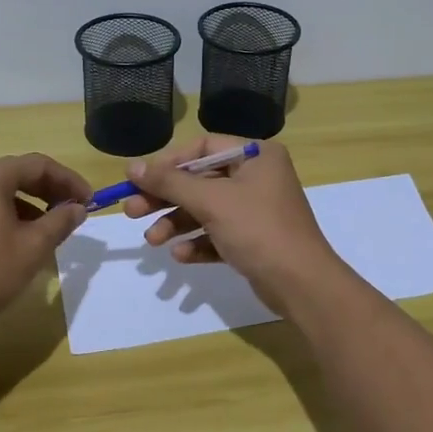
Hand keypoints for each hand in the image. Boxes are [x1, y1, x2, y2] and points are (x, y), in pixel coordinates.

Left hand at [0, 154, 90, 341]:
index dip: (69, 180)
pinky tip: (17, 243)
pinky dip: (7, 217)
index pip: (38, 165)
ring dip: (29, 206)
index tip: (89, 201)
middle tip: (73, 213)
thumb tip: (77, 208)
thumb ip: (59, 222)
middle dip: (49, 191)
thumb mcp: (32, 249)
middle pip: (17, 174)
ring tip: (48, 232)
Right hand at [121, 138, 344, 311]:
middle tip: (132, 211)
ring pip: (205, 210)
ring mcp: (256, 210)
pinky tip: (180, 255)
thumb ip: (169, 182)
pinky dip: (197, 243)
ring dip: (176, 224)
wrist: (301, 284)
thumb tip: (131, 167)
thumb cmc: (257, 229)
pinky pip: (217, 234)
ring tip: (153, 241)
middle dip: (166, 198)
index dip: (168, 163)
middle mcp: (258, 177)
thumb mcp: (210, 201)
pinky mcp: (254, 240)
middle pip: (200, 181)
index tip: (139, 179)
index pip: (202, 147)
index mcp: (256, 155)